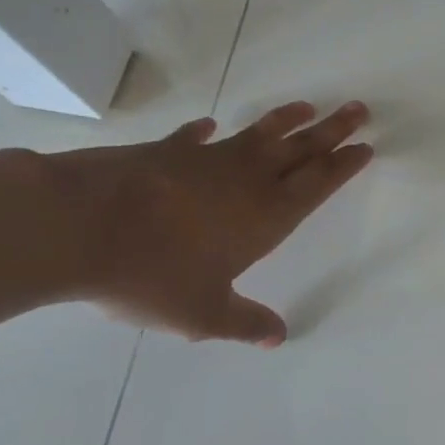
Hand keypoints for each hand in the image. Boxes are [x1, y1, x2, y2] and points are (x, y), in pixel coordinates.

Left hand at [54, 101, 371, 345]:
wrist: (79, 226)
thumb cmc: (153, 273)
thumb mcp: (203, 313)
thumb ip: (244, 322)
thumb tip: (278, 338)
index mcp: (267, 215)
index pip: (318, 183)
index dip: (344, 165)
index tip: (365, 147)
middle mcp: (247, 180)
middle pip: (301, 149)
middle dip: (333, 131)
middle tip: (358, 110)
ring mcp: (207, 160)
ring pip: (259, 134)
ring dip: (286, 121)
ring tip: (307, 106)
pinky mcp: (165, 151)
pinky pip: (194, 138)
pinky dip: (205, 132)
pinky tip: (208, 126)